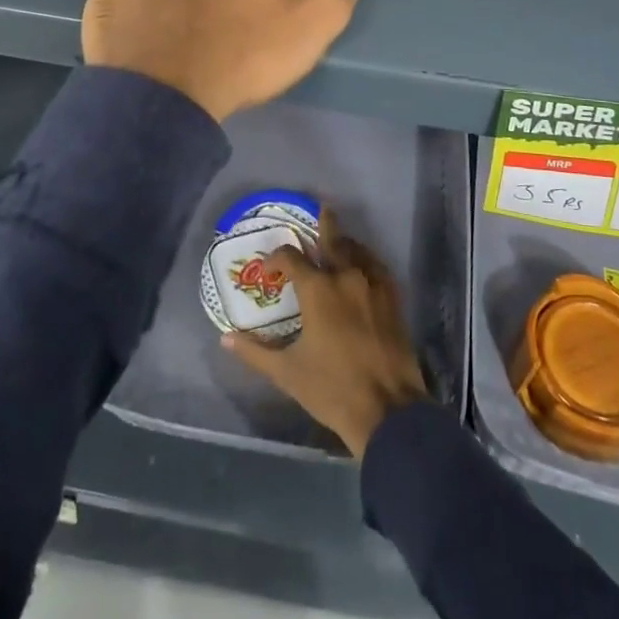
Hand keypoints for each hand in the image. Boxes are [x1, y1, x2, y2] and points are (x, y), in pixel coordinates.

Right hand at [222, 212, 427, 456]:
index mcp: (317, 289)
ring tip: (338, 241)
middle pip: (333, 239)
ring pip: (357, 250)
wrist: (387, 409)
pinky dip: (367, 260)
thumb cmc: (331, 389)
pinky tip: (364, 266)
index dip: (278, 257)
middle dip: (325, 224)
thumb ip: (255, 352)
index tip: (270, 267)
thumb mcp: (287, 373)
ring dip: (345, 243)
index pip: (292, 258)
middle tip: (321, 208)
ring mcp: (373, 285)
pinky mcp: (393, 298)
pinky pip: (378, 266)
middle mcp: (346, 276)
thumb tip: (226, 339)